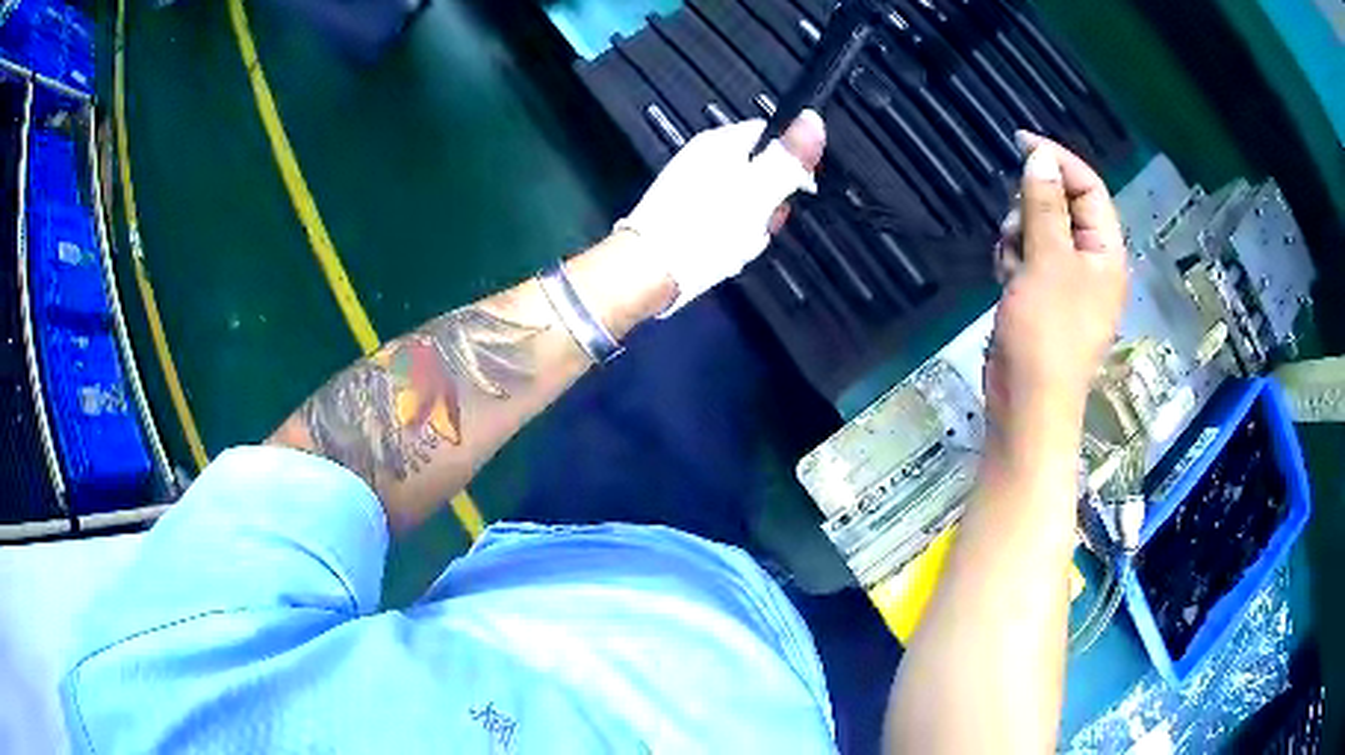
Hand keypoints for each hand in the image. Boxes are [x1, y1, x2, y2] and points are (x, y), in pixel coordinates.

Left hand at [615, 111, 825, 313]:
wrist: (649, 270)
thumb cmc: (708, 226)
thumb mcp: (760, 189)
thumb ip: (789, 155)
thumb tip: (813, 117)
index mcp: (720, 141)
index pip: (772, 137)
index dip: (791, 163)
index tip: (794, 191)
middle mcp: (703, 155)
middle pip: (759, 171)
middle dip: (769, 202)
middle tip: (762, 223)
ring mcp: (689, 184)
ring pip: (742, 199)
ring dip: (751, 224)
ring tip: (740, 243)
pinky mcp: (680, 212)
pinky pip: (720, 218)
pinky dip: (727, 235)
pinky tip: (723, 251)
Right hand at [985, 132, 1126, 434]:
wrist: (1027, 403)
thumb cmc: (1047, 332)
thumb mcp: (1047, 260)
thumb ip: (1044, 204)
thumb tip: (1041, 156)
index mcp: (1106, 251)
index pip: (1088, 187)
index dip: (1058, 160)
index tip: (1020, 142)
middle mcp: (1091, 262)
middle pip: (1061, 206)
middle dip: (1033, 208)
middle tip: (1017, 228)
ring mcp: (1066, 282)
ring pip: (1039, 231)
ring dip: (1018, 237)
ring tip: (1011, 265)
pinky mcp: (1042, 297)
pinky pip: (1027, 258)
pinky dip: (1013, 261)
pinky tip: (1006, 281)